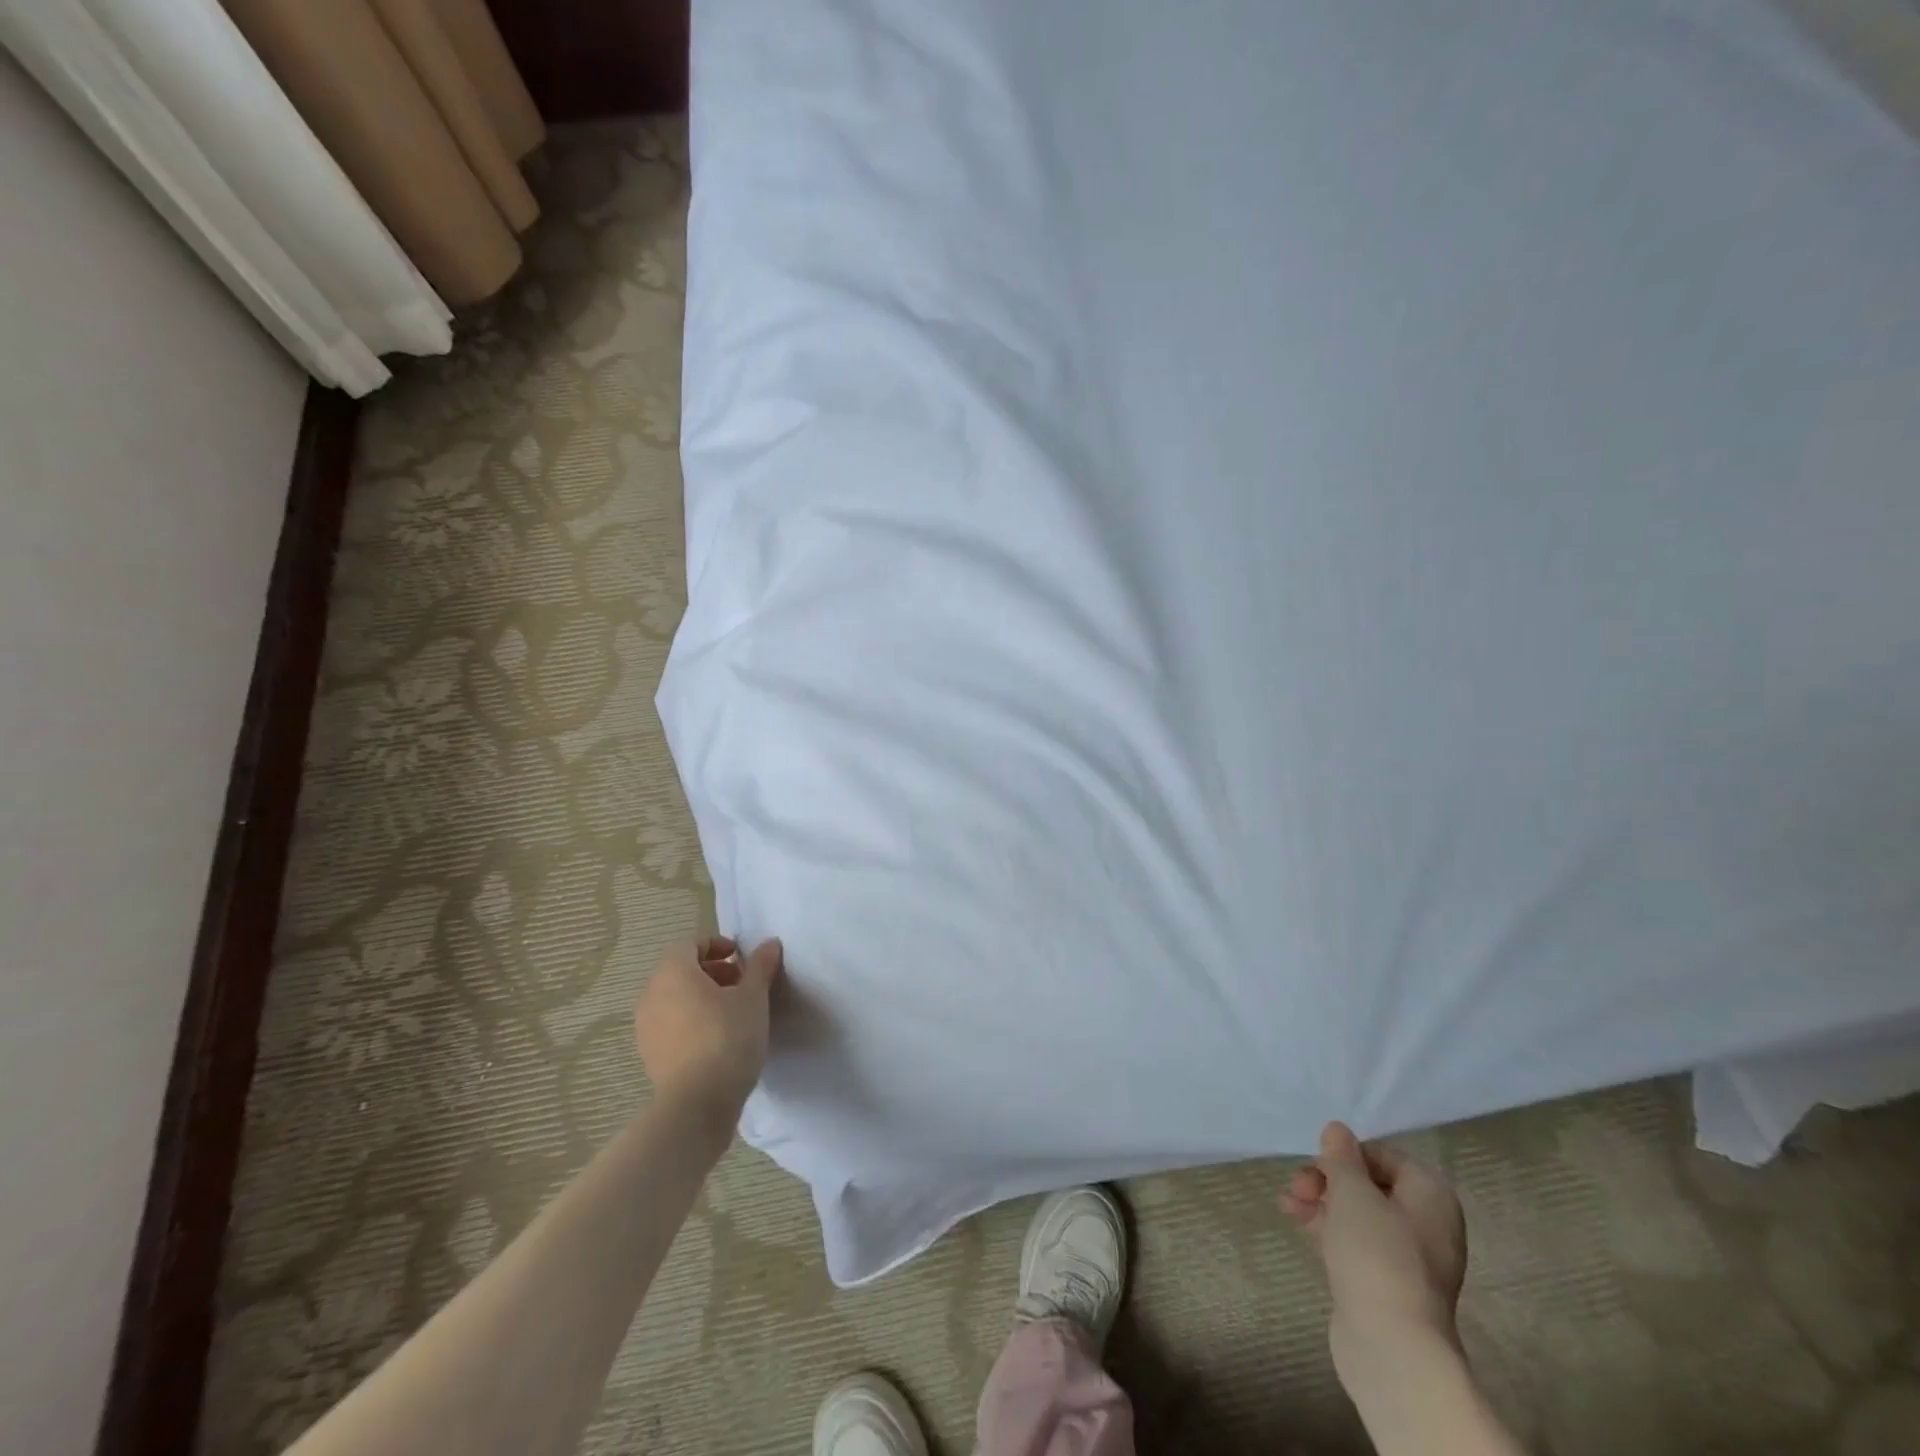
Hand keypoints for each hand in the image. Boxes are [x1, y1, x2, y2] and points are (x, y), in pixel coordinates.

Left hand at [633, 936, 781, 1119]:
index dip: (717, 945)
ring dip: (701, 996)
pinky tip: (716, 1038)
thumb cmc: (727, 1037)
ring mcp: (646, 1026)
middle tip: (741, 984)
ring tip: (732, 1012)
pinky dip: (690, 1020)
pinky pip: (670, 1023)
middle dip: (711, 971)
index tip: (741, 958)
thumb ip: (760, 966)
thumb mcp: (754, 997)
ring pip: (674, 998)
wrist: (697, 1104)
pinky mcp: (649, 1054)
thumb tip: (770, 943)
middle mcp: (652, 994)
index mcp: (673, 972)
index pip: (689, 944)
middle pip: (680, 970)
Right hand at [1281, 1121, 1467, 1381]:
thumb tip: (1337, 1130)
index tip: (1316, 1161)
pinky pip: (1354, 1241)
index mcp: (1431, 1195)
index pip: (1384, 1155)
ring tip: (1288, 1203)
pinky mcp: (1385, 1283)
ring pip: (1358, 1213)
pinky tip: (1295, 1220)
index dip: (1346, 1153)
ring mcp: (1408, 1257)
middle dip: (1328, 1178)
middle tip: (1298, 1184)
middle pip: (1370, 1184)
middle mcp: (1427, 1223)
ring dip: (1320, 1201)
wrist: (1391, 1346)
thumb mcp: (1352, 1192)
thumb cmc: (1376, 1254)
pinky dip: (1327, 1227)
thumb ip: (1341, 1157)